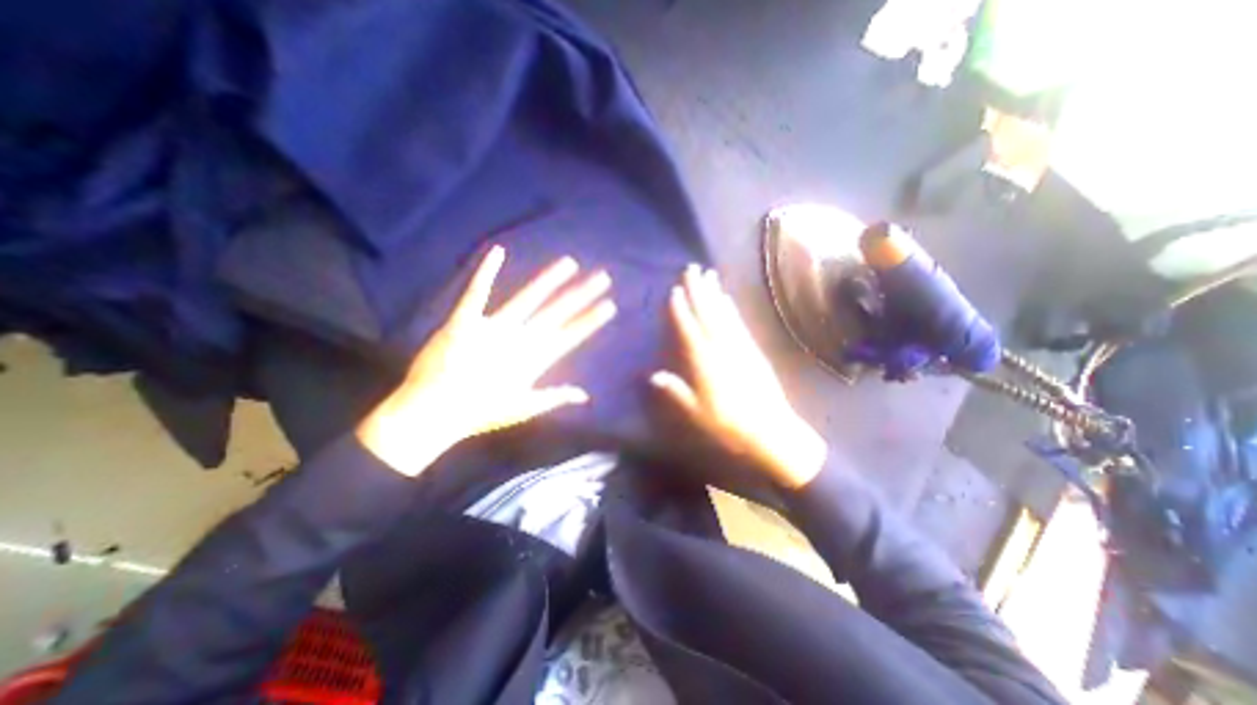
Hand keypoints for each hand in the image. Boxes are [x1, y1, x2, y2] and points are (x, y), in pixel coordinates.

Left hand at [360, 244, 618, 475]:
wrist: (434, 412)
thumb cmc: (481, 412)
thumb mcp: (524, 408)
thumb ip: (556, 397)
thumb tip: (585, 395)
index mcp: (535, 359)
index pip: (571, 335)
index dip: (591, 319)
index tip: (609, 305)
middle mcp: (521, 338)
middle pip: (558, 312)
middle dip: (582, 294)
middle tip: (602, 277)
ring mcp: (494, 327)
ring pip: (528, 298)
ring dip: (550, 279)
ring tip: (569, 263)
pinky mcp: (465, 320)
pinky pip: (477, 292)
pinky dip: (487, 271)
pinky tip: (498, 251)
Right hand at [652, 263, 831, 489]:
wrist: (770, 430)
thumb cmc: (728, 425)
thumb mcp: (696, 414)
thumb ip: (676, 392)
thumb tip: (653, 375)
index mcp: (705, 364)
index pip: (689, 330)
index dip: (681, 309)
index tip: (674, 290)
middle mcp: (722, 349)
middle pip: (707, 314)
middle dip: (698, 290)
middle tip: (691, 268)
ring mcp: (740, 347)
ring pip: (724, 314)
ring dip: (715, 293)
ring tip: (709, 274)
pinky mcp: (753, 350)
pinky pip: (739, 323)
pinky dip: (731, 309)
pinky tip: (728, 299)